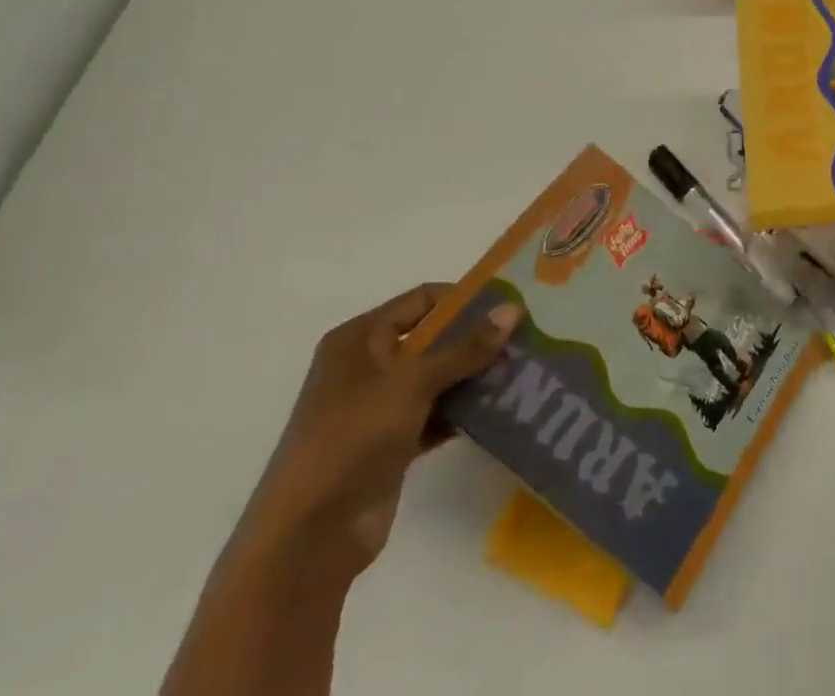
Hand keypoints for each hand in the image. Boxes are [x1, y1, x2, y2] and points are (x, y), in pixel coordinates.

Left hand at [237, 285, 519, 578]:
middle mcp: (367, 366)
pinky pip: (435, 413)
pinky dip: (463, 409)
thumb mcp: (413, 382)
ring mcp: (377, 408)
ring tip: (523, 367)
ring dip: (474, 374)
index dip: (465, 297)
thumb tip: (514, 309)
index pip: (422, 299)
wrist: (308, 538)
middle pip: (432, 338)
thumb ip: (466, 347)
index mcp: (359, 339)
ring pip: (437, 377)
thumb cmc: (353, 438)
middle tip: (526, 333)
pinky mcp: (390, 443)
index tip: (510, 300)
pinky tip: (502, 406)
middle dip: (476, 337)